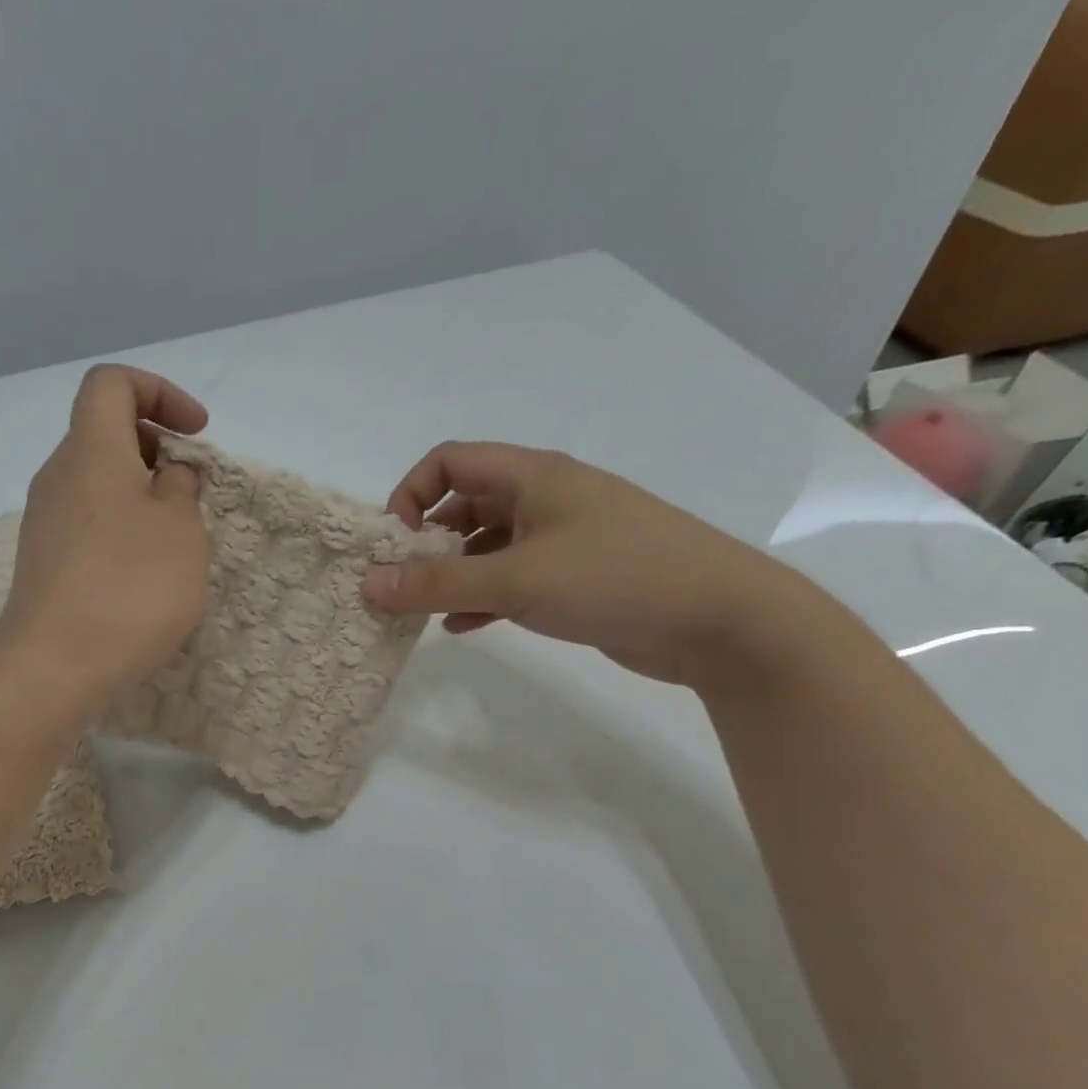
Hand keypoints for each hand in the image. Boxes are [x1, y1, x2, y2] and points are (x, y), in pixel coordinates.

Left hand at [0, 365, 211, 700]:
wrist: (55, 667)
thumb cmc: (130, 588)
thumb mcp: (181, 531)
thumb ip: (183, 488)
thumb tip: (170, 474)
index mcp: (91, 450)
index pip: (112, 383)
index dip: (160, 392)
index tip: (196, 434)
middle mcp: (58, 476)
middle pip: (105, 434)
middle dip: (157, 449)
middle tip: (193, 493)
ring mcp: (45, 522)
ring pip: (98, 483)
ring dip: (141, 495)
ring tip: (175, 541)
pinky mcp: (43, 562)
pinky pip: (88, 523)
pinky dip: (121, 528)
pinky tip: (143, 575)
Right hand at [362, 443, 821, 687]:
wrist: (720, 620)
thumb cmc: (613, 579)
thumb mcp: (514, 580)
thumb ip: (437, 584)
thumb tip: (368, 584)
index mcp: (534, 476)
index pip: (452, 460)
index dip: (412, 493)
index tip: (393, 542)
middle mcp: (546, 498)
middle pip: (466, 503)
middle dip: (427, 541)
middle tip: (403, 583)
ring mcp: (564, 538)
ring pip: (488, 545)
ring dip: (453, 574)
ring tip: (426, 610)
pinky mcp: (576, 577)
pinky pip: (513, 578)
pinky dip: (483, 598)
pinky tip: (465, 628)